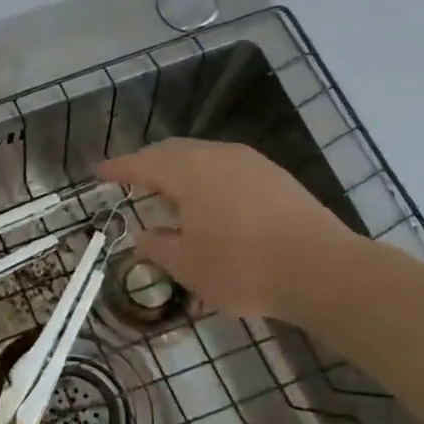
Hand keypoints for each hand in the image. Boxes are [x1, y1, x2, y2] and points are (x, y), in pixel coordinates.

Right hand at [98, 138, 365, 321]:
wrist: (324, 271)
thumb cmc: (242, 267)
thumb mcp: (186, 265)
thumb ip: (157, 246)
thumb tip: (143, 236)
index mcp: (188, 171)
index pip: (142, 163)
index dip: (118, 169)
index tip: (98, 172)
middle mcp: (218, 156)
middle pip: (173, 151)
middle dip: (148, 163)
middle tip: (130, 178)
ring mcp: (253, 164)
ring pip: (204, 157)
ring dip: (180, 169)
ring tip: (168, 190)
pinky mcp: (278, 179)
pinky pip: (228, 168)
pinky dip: (207, 179)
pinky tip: (209, 202)